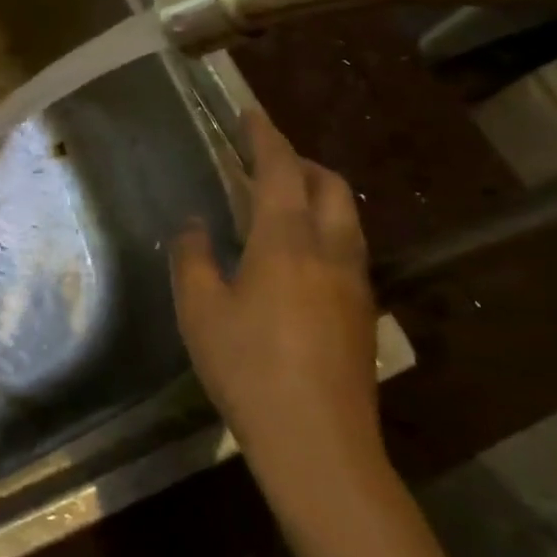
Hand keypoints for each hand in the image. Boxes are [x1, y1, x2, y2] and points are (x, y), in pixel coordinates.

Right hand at [171, 108, 384, 499]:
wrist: (318, 443)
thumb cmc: (248, 367)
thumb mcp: (200, 310)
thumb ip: (193, 257)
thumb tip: (195, 226)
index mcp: (287, 241)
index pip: (280, 169)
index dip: (265, 136)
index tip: (250, 113)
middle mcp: (330, 250)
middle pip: (330, 186)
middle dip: (300, 162)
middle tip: (264, 160)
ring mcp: (355, 283)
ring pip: (346, 217)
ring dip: (317, 195)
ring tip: (280, 203)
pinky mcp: (363, 314)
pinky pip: (346, 248)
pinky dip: (324, 229)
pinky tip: (296, 258)